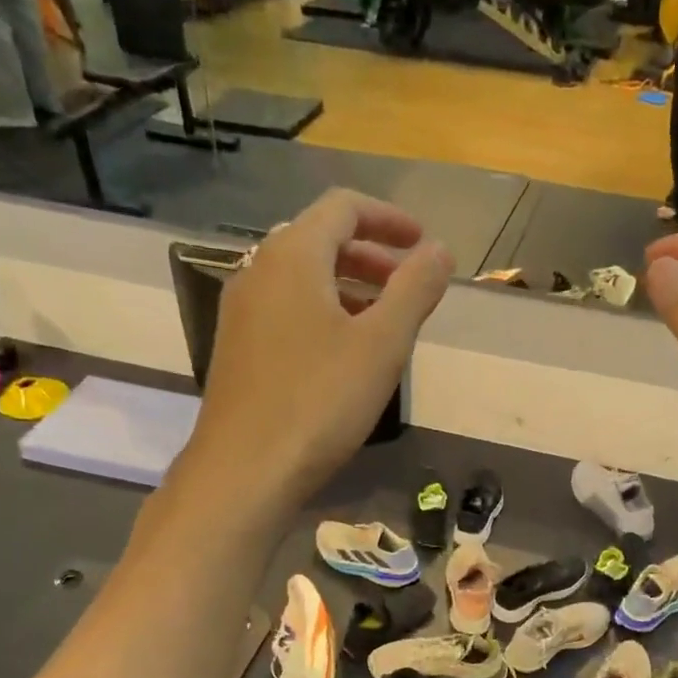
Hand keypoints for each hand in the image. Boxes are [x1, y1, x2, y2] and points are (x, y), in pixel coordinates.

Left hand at [188, 190, 453, 504]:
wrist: (245, 470)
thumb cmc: (320, 401)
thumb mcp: (381, 344)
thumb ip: (415, 289)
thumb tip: (440, 250)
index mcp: (293, 255)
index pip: (343, 207)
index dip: (389, 218)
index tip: (423, 245)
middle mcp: (258, 271)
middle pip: (320, 240)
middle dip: (370, 255)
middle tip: (408, 286)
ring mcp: (241, 312)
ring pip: (302, 278)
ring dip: (348, 287)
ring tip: (384, 322)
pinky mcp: (237, 349)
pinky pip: (286, 310)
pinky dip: (322, 313)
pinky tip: (343, 354)